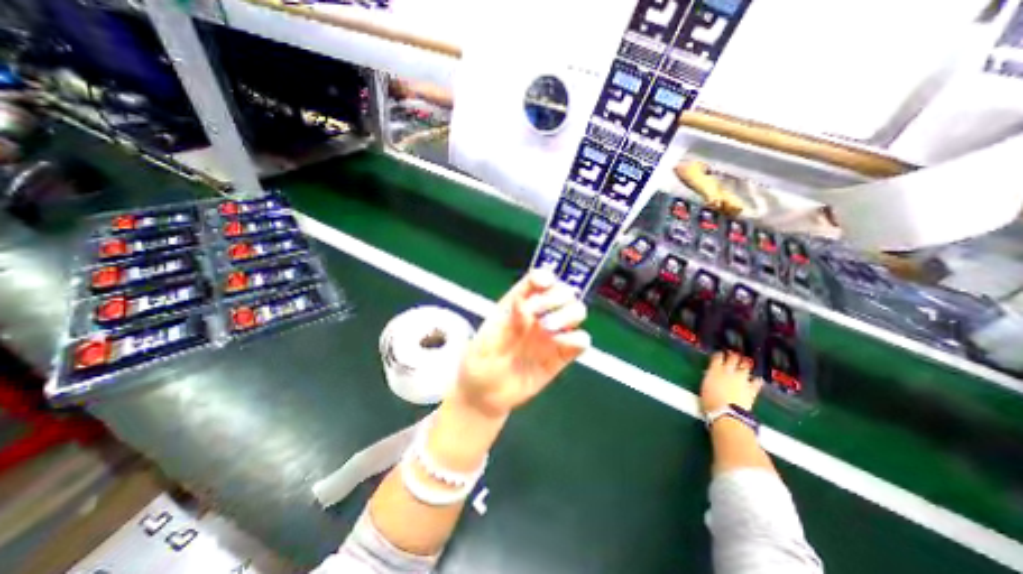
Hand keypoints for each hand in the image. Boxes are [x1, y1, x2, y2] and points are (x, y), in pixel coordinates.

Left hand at [456, 269, 591, 416]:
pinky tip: (563, 345)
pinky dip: (578, 339)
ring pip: (576, 311)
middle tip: (537, 313)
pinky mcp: (561, 355)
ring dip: (567, 315)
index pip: (536, 281)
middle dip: (555, 297)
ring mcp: (552, 334)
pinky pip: (580, 341)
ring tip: (548, 329)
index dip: (543, 277)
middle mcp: (539, 315)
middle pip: (563, 292)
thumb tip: (523, 304)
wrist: (485, 393)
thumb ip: (506, 320)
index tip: (543, 283)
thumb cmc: (480, 360)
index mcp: (518, 304)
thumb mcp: (486, 337)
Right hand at [699, 352, 763, 413]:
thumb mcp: (704, 386)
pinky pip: (756, 382)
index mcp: (715, 370)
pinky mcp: (751, 389)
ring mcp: (741, 380)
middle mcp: (729, 372)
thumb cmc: (709, 401)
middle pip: (733, 359)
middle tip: (733, 355)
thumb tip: (711, 375)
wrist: (726, 413)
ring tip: (745, 363)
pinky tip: (758, 379)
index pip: (718, 357)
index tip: (719, 354)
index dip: (719, 354)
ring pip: (745, 367)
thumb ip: (710, 377)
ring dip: (745, 364)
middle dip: (733, 356)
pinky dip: (757, 380)